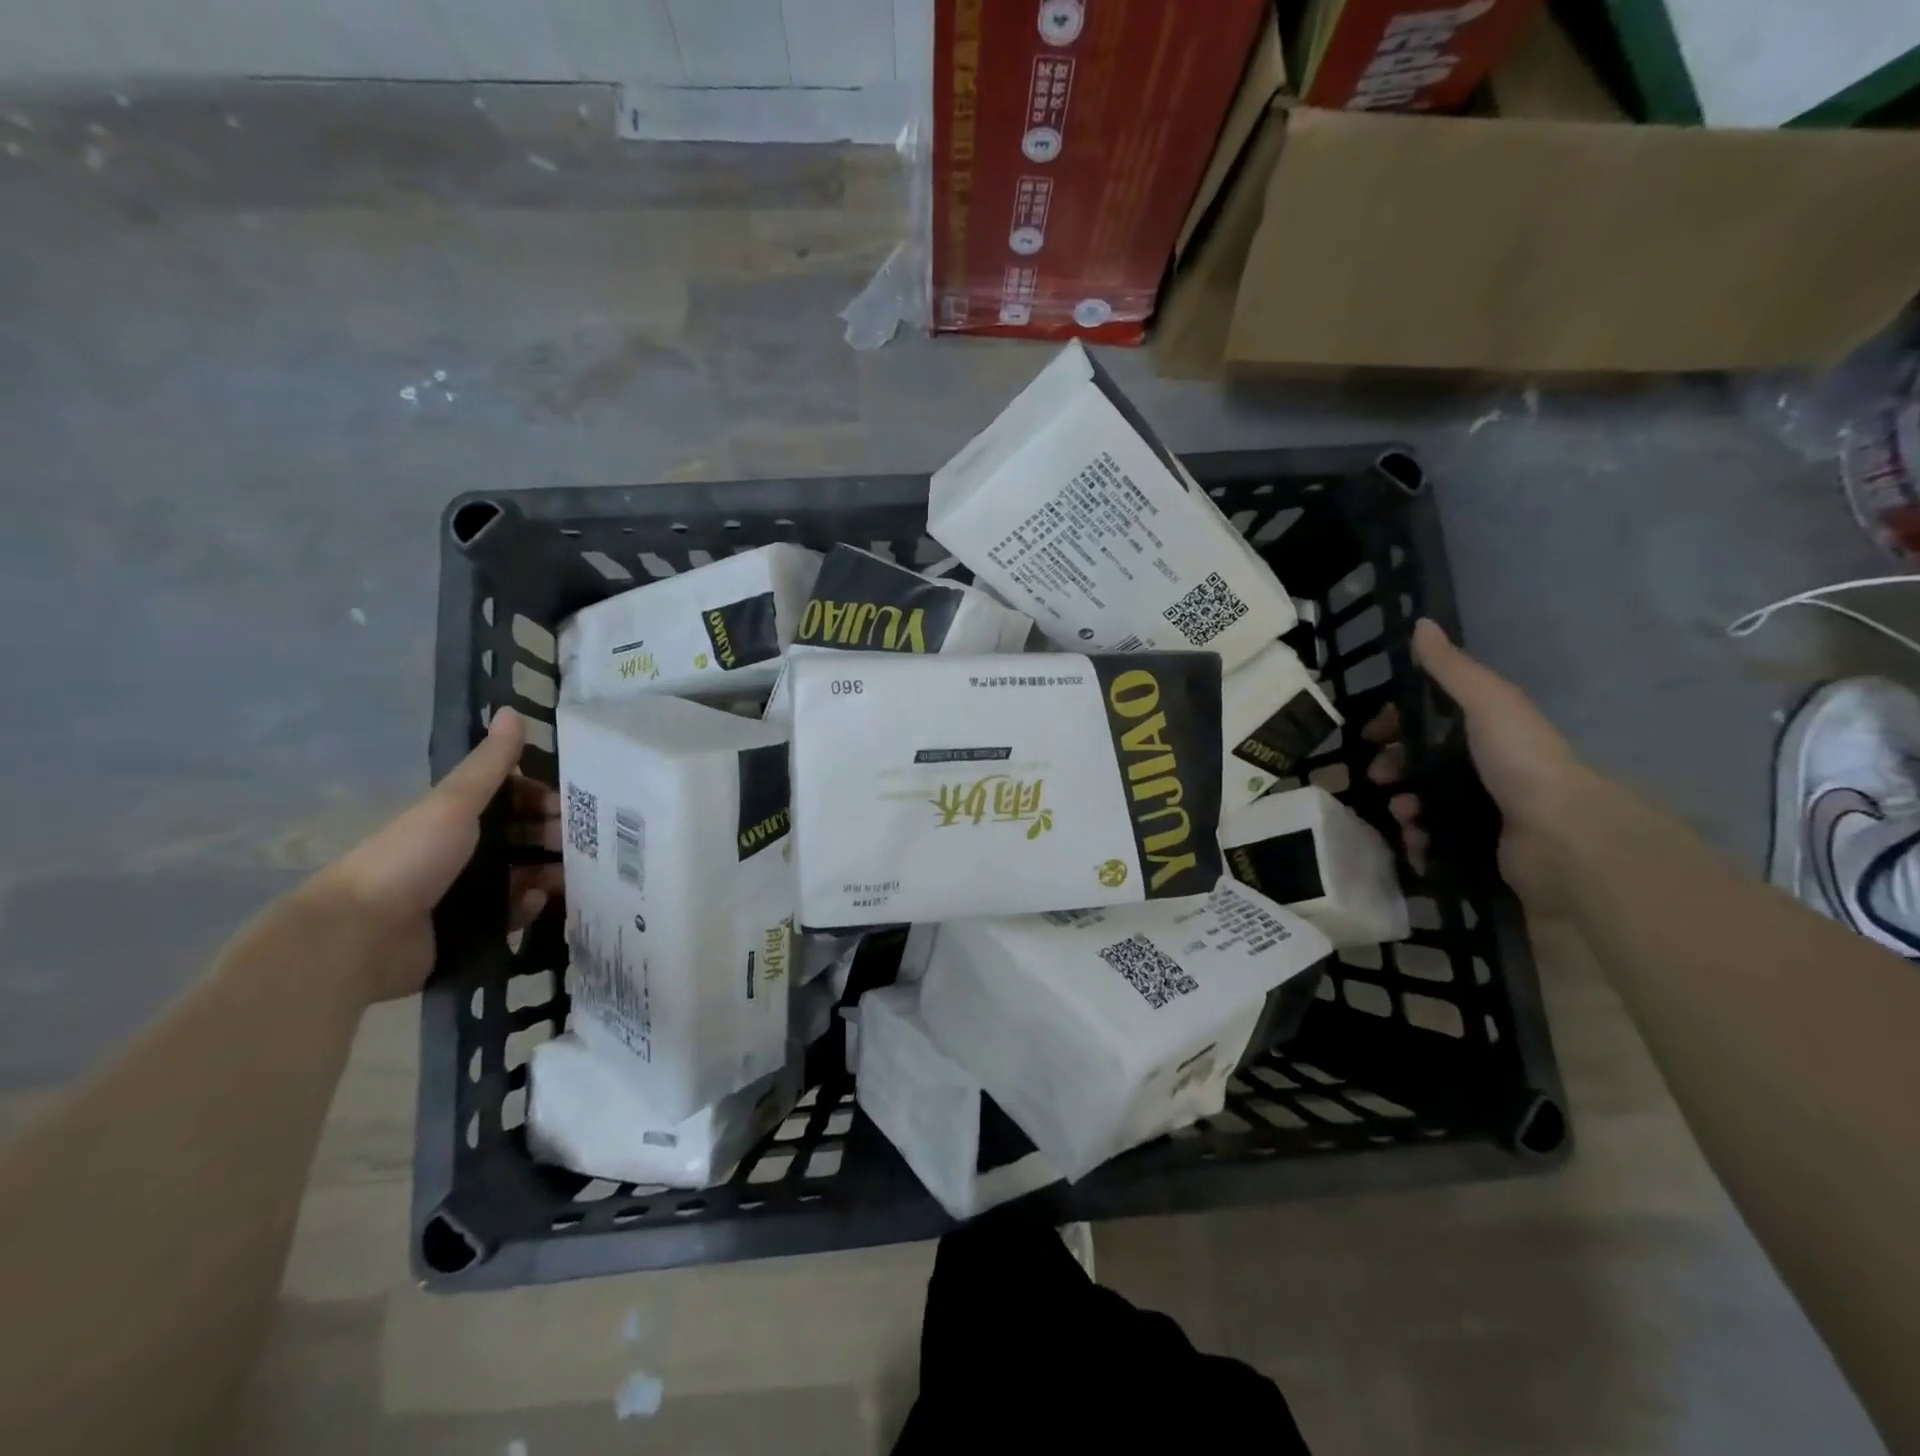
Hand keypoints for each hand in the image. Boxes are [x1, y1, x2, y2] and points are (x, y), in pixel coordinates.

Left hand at [308, 709, 563, 1002]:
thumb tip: (512, 711)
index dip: (541, 797)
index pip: (510, 798)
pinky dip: (528, 906)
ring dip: (549, 872)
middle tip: (582, 844)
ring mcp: (463, 891)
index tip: (570, 805)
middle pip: (520, 837)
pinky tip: (538, 902)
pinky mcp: (467, 929)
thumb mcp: (454, 803)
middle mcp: (461, 850)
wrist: (360, 936)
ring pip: (521, 874)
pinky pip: (510, 914)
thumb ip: (490, 764)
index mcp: (455, 816)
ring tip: (573, 877)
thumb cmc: (409, 858)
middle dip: (553, 837)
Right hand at [1365, 620, 1596, 910]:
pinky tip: (1417, 842)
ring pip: (1423, 804)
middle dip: (1393, 769)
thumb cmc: (1520, 760)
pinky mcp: (1479, 847)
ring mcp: (1483, 810)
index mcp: (1487, 732)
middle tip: (1380, 779)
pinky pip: (1434, 843)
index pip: (1430, 721)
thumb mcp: (1486, 702)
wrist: (1560, 834)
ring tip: (1405, 815)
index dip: (1396, 723)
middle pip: (1421, 764)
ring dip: (1404, 807)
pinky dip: (1418, 843)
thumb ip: (1451, 668)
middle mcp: (1485, 769)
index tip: (1370, 735)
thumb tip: (1420, 623)